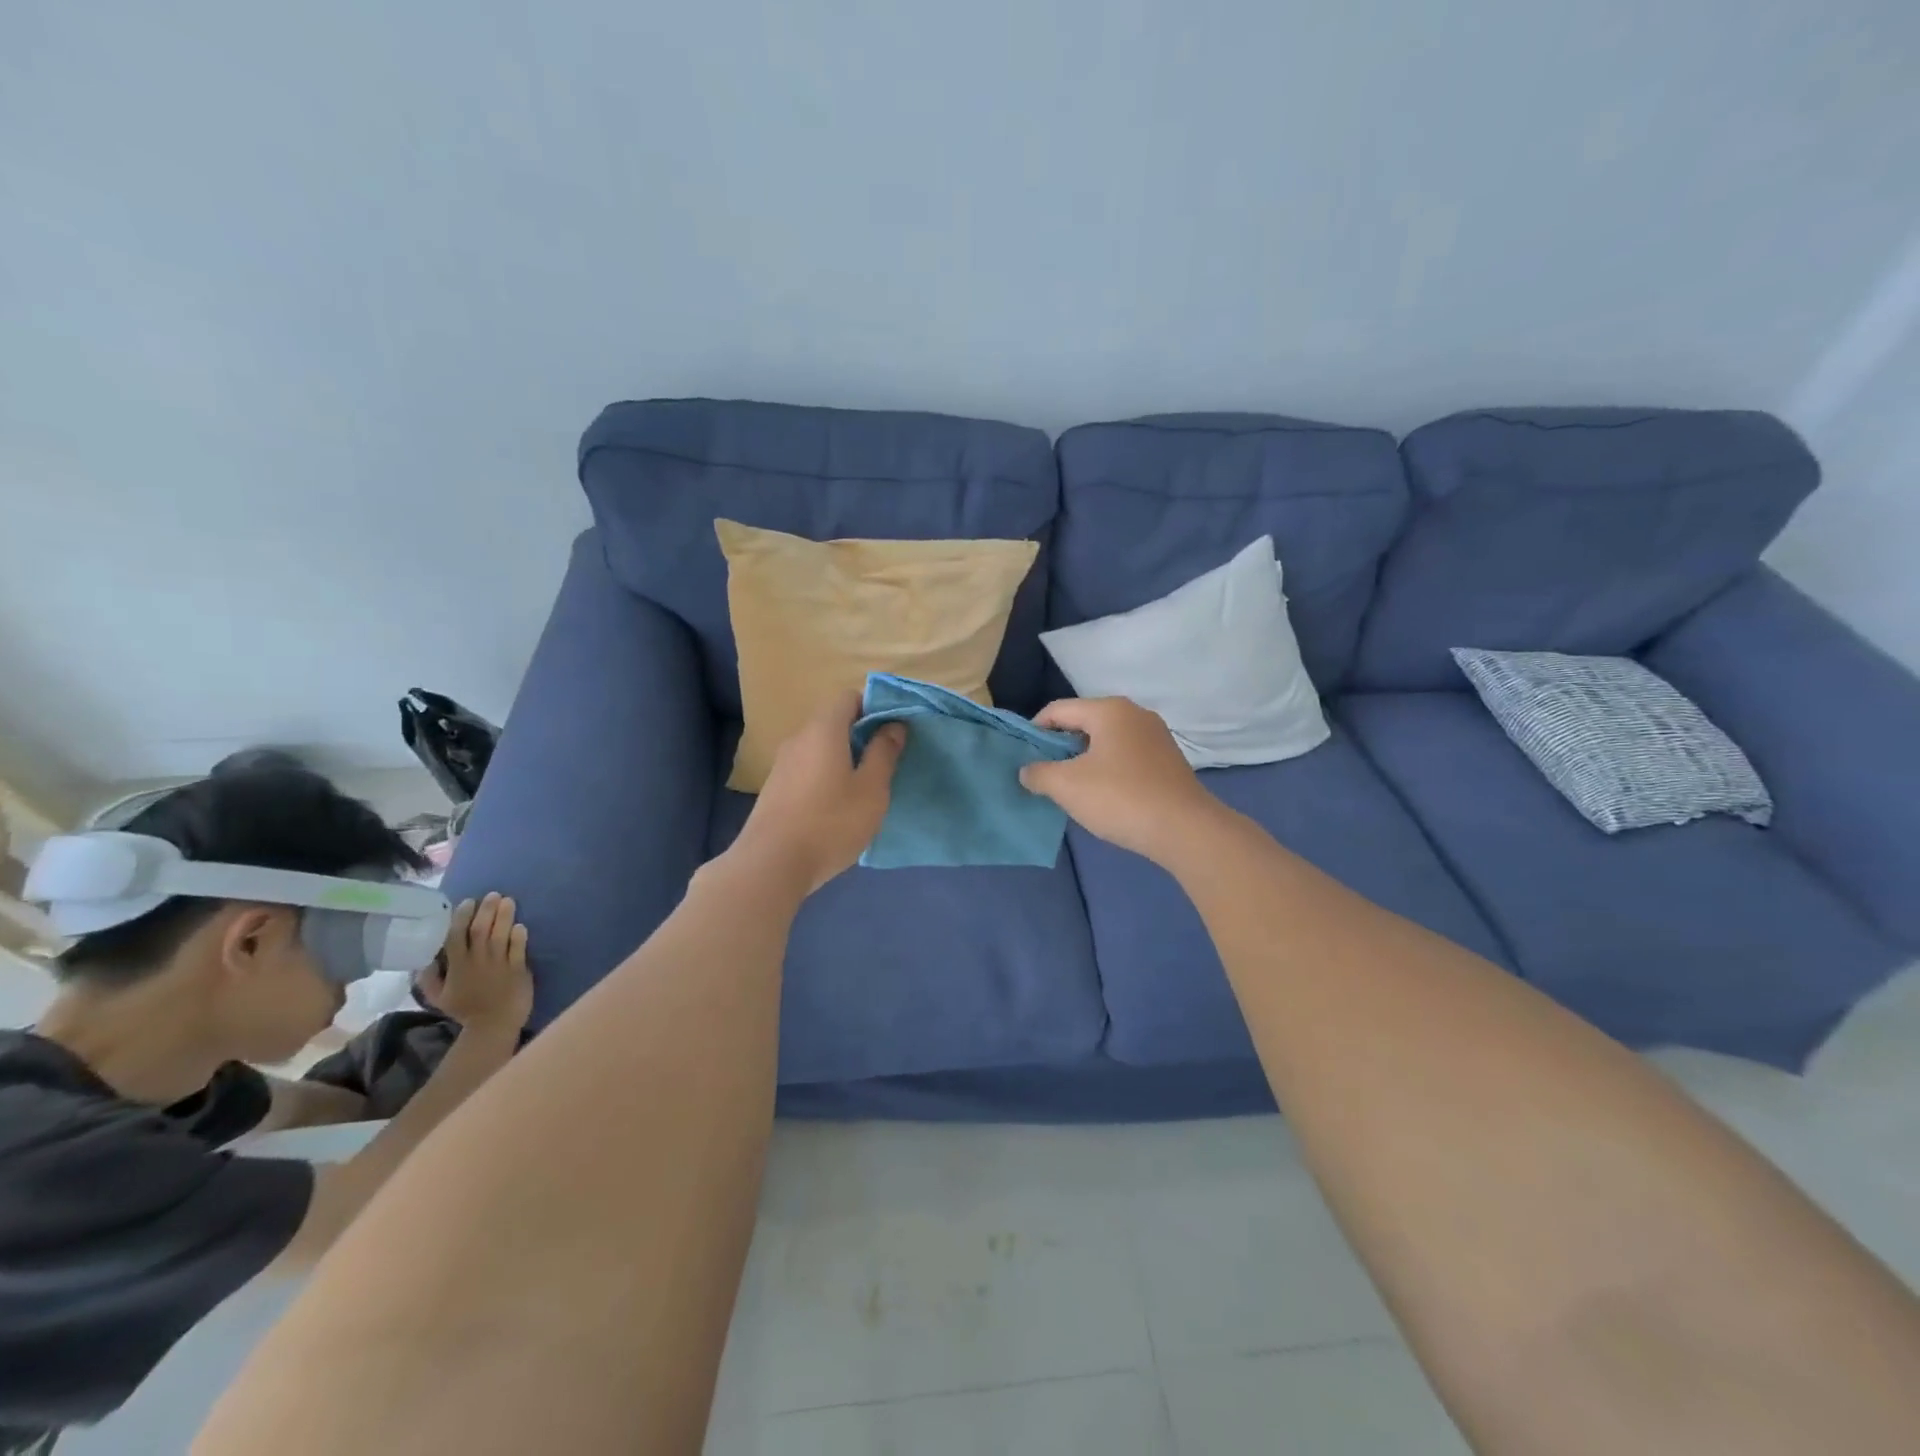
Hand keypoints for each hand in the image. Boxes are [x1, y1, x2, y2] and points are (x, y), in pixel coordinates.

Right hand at [421, 892, 533, 1037]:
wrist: (492, 1025)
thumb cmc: (466, 1010)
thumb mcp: (439, 997)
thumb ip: (429, 978)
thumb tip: (422, 960)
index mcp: (457, 966)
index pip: (455, 937)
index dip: (461, 918)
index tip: (468, 902)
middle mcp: (478, 961)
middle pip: (481, 930)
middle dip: (486, 910)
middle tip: (493, 894)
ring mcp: (499, 964)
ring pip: (500, 936)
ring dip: (504, 917)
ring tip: (508, 900)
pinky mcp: (518, 969)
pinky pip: (518, 949)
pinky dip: (519, 937)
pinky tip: (520, 925)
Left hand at [734, 689, 905, 892]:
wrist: (771, 864)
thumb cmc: (830, 823)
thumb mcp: (871, 790)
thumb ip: (884, 753)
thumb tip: (893, 726)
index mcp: (823, 730)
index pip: (848, 697)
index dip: (873, 707)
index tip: (893, 731)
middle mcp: (799, 738)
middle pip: (833, 721)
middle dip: (861, 734)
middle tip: (885, 761)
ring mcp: (782, 764)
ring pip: (819, 747)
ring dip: (843, 757)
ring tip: (865, 786)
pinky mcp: (775, 789)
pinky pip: (807, 768)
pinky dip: (826, 775)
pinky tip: (837, 806)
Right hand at [1018, 697, 1225, 862]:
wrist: (1185, 830)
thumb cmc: (1120, 798)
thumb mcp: (1067, 786)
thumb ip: (1038, 773)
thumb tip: (1027, 771)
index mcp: (1109, 710)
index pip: (1058, 710)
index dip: (1034, 731)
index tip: (1022, 757)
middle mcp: (1134, 714)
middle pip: (1083, 723)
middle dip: (1059, 747)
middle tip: (1042, 774)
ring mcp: (1156, 737)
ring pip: (1105, 741)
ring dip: (1083, 761)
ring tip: (1069, 788)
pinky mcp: (1168, 761)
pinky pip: (1125, 757)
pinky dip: (1107, 770)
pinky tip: (1102, 796)